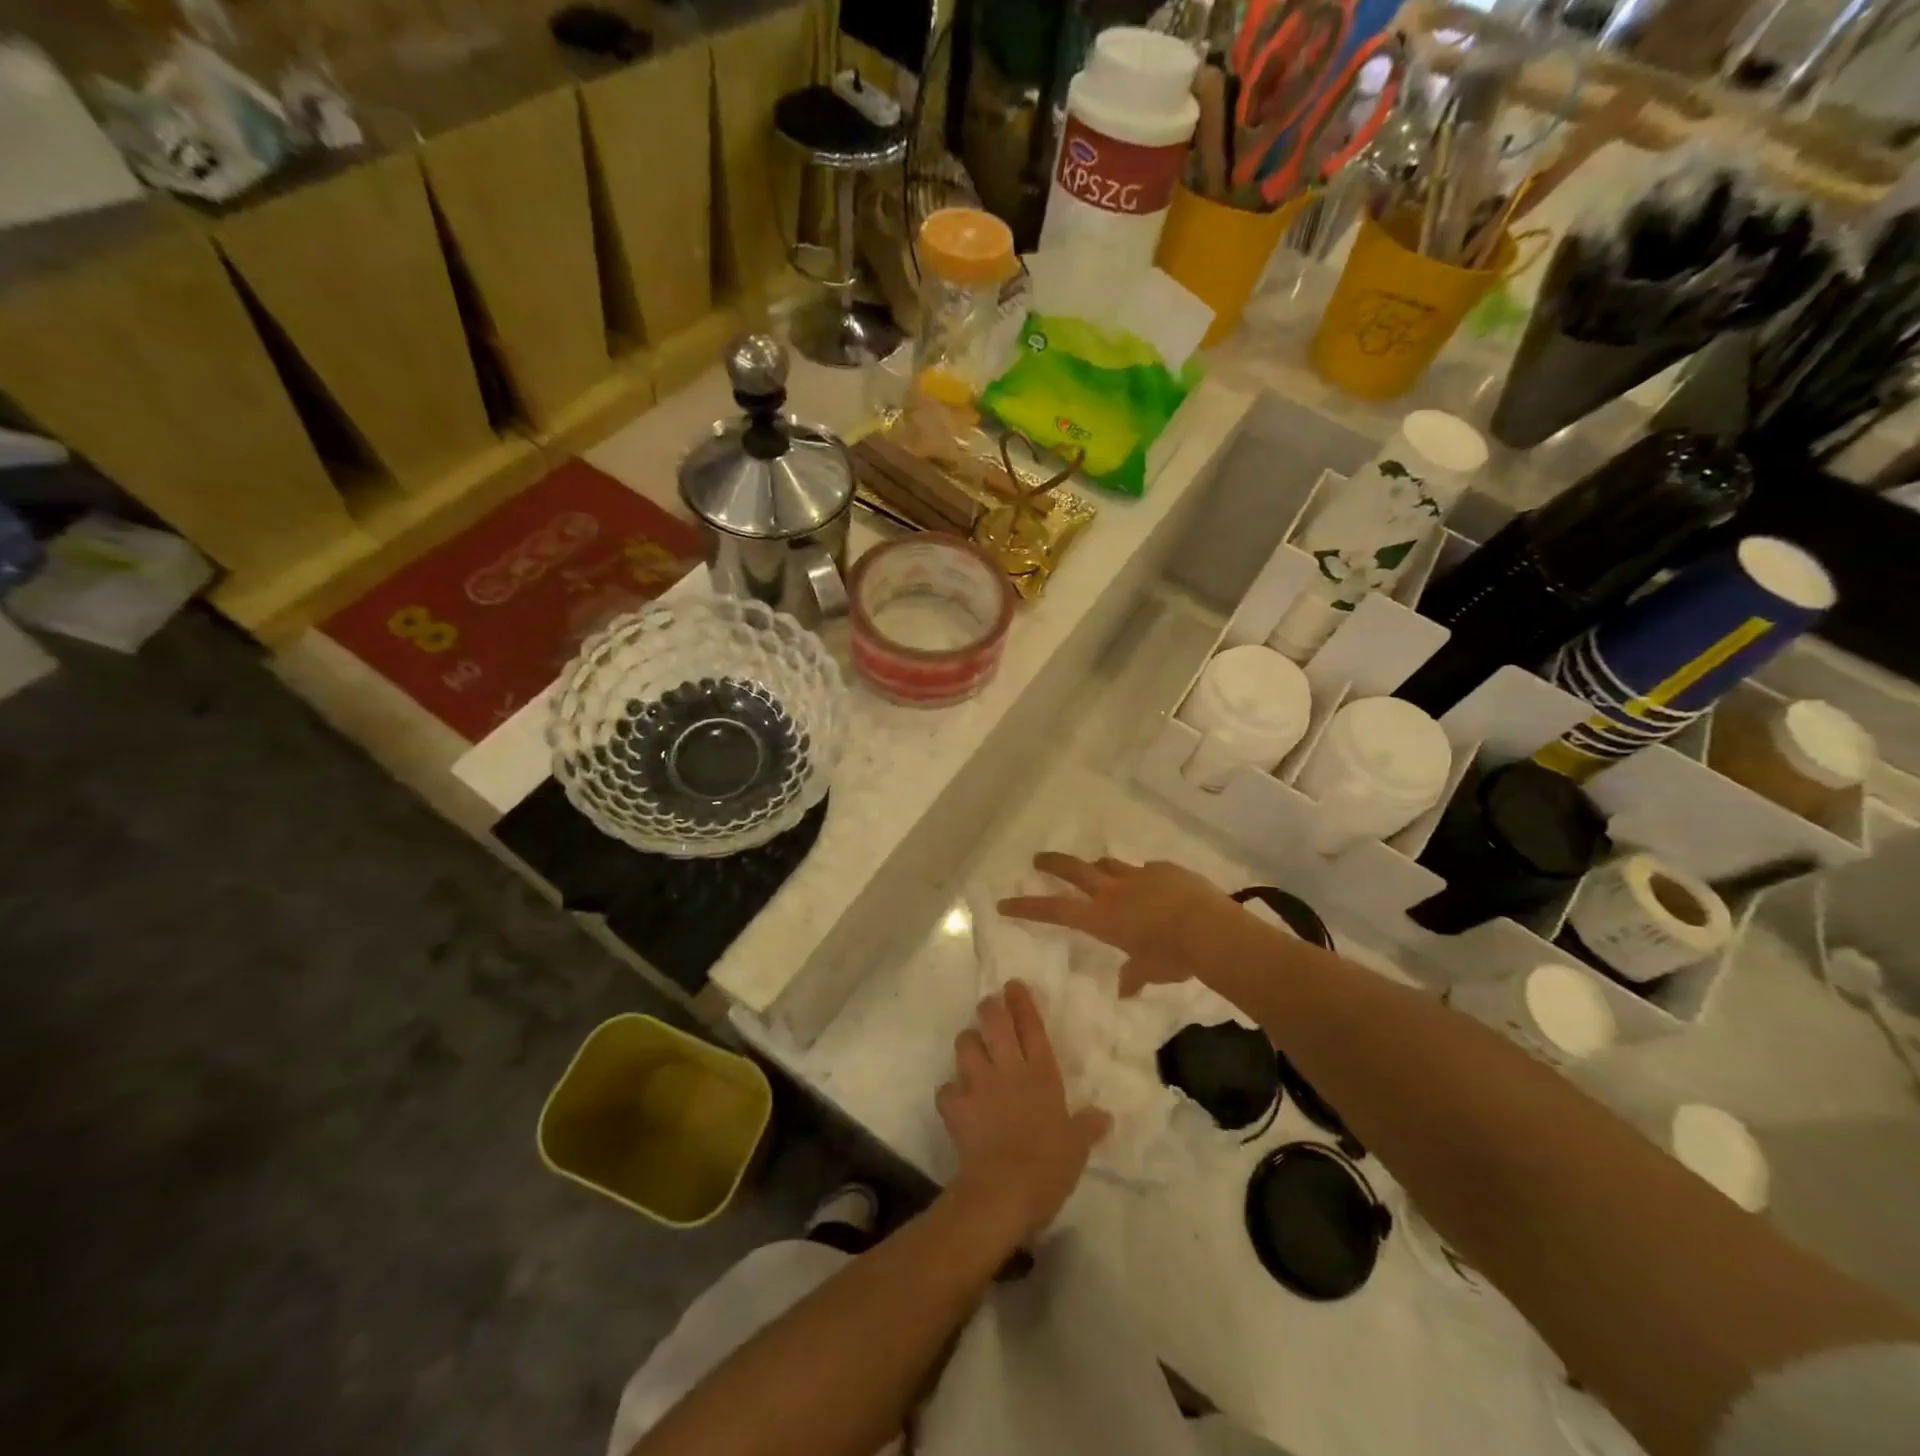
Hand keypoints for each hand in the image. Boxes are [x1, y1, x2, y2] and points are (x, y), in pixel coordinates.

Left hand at [937, 981, 1110, 1244]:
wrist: (1006, 1190)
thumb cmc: (1049, 1166)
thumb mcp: (1076, 1147)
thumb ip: (1087, 1127)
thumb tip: (1105, 1116)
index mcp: (1041, 1074)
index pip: (1031, 1027)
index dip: (1022, 1003)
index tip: (1013, 985)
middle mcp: (1008, 1070)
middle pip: (994, 1022)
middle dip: (989, 1008)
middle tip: (989, 1005)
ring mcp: (978, 1084)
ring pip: (965, 1044)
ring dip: (967, 1043)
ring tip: (971, 1049)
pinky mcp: (955, 1105)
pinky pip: (946, 1088)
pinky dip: (950, 1092)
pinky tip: (955, 1100)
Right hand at [998, 853, 1236, 996]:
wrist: (1209, 928)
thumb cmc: (1174, 956)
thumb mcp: (1151, 971)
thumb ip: (1134, 976)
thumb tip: (1125, 989)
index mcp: (1103, 919)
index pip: (1055, 911)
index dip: (1028, 907)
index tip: (1005, 902)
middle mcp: (1114, 892)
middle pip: (1074, 870)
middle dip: (1053, 864)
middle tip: (1037, 859)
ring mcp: (1139, 876)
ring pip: (1108, 864)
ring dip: (1097, 867)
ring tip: (1096, 869)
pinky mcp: (1164, 869)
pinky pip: (1146, 870)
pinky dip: (1142, 877)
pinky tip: (1153, 886)